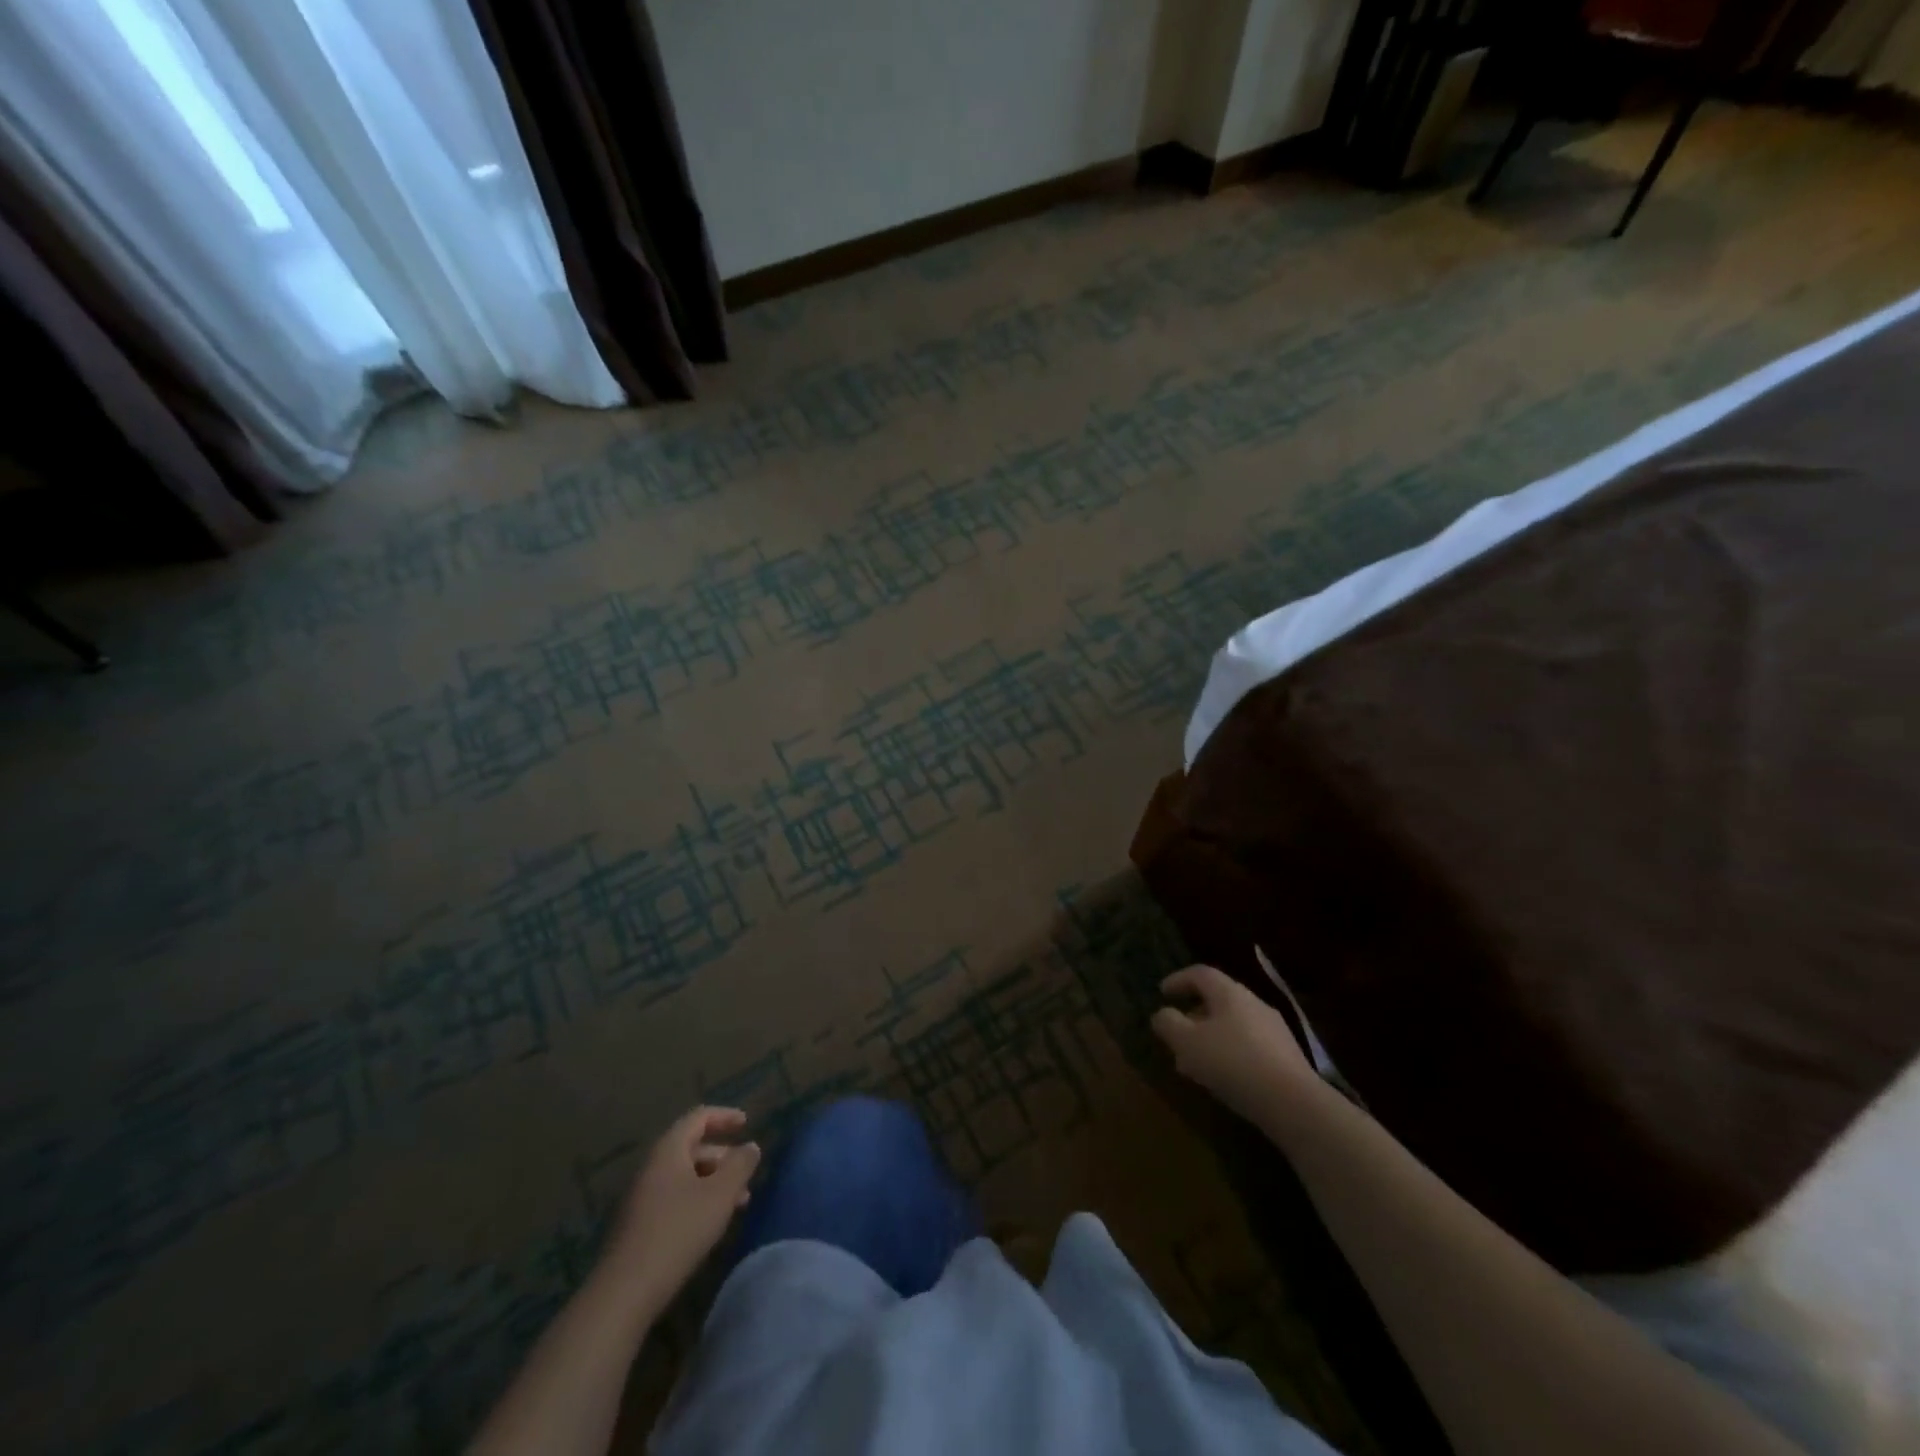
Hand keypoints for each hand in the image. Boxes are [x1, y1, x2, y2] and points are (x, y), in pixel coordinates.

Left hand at [599, 1106, 761, 1314]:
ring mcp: (641, 1198)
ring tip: (737, 1204)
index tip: (746, 1124)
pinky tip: (710, 1225)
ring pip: (684, 1177)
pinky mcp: (638, 1226)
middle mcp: (651, 1167)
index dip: (724, 1116)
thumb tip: (750, 1147)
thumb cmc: (678, 1231)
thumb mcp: (720, 1194)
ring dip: (713, 1183)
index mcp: (668, 1150)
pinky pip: (674, 1199)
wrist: (624, 1292)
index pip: (698, 1118)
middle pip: (692, 1148)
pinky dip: (697, 1201)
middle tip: (746, 1175)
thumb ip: (740, 1165)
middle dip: (723, 1158)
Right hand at [1152, 965, 1316, 1126]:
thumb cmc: (1233, 1063)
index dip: (1178, 980)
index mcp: (1229, 992)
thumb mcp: (1187, 1042)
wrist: (1294, 1103)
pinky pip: (1249, 1046)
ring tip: (1194, 1062)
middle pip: (1218, 1000)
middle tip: (1176, 1032)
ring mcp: (1274, 1030)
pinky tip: (1223, 1078)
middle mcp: (1254, 1003)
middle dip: (1193, 1014)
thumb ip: (1169, 1023)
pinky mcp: (1287, 1057)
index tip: (1162, 993)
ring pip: (1233, 1025)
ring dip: (1210, 1038)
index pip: (1200, 973)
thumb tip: (1162, 1014)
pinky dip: (1229, 1054)